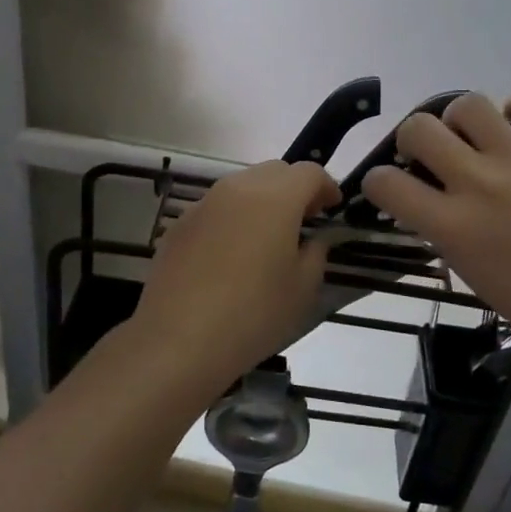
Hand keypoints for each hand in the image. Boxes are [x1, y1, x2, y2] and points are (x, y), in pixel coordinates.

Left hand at [135, 160, 340, 393]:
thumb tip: (315, 237)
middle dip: (295, 189)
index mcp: (275, 197)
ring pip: (243, 186)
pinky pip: (217, 208)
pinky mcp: (180, 224)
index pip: (309, 172)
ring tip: (268, 239)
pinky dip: (234, 218)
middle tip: (304, 222)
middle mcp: (238, 188)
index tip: (332, 211)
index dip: (326, 187)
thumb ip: (316, 252)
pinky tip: (231, 256)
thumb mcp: (303, 288)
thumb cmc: (253, 314)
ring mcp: (204, 203)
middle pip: (275, 171)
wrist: (177, 340)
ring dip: (263, 201)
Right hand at [361, 90, 510, 371]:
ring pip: (468, 104)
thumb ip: (444, 232)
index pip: (386, 183)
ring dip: (461, 120)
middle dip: (412, 138)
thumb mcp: (473, 275)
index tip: (389, 187)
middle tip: (430, 155)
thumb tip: (426, 200)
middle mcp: (480, 185)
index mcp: (454, 227)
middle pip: (419, 128)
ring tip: (475, 138)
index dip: (378, 182)